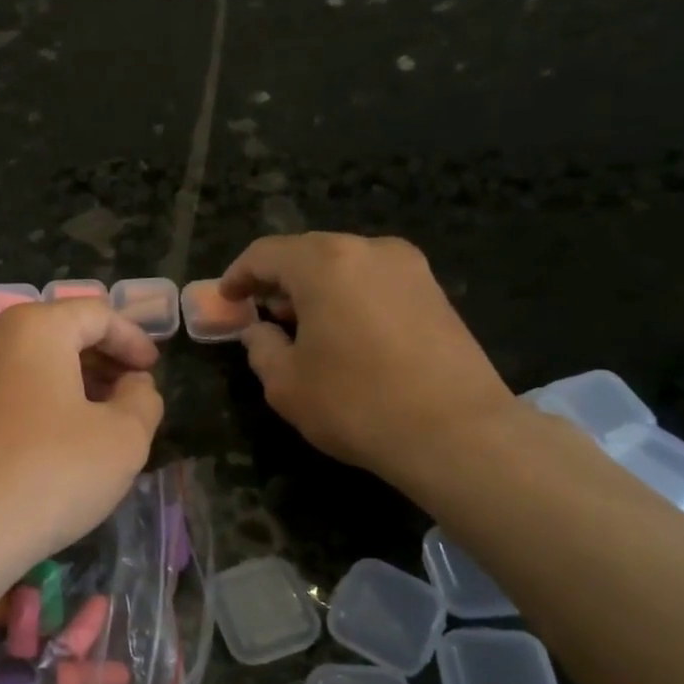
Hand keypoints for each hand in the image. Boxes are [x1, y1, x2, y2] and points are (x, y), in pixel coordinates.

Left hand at [0, 299, 164, 592]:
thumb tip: (134, 386)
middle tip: (133, 394)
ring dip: (75, 382)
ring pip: (34, 362)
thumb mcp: (123, 438)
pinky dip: (44, 401)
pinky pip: (11, 389)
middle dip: (104, 360)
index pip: (97, 314)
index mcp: (35, 327)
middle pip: (61, 332)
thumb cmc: (51, 472)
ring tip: (103, 420)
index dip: (134, 339)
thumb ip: (143, 400)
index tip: (154, 370)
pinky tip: (61, 440)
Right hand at [220, 233, 516, 488]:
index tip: (226, 299)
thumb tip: (259, 331)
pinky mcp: (436, 292)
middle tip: (261, 312)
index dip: (238, 274)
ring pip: (345, 265)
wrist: (457, 433)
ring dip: (315, 288)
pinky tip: (344, 333)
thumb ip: (261, 347)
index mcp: (325, 263)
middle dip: (278, 279)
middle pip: (307, 252)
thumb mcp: (286, 384)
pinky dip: (349, 297)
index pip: (266, 253)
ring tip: (301, 325)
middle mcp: (369, 250)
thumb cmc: (356, 403)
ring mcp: (410, 268)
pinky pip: (375, 282)